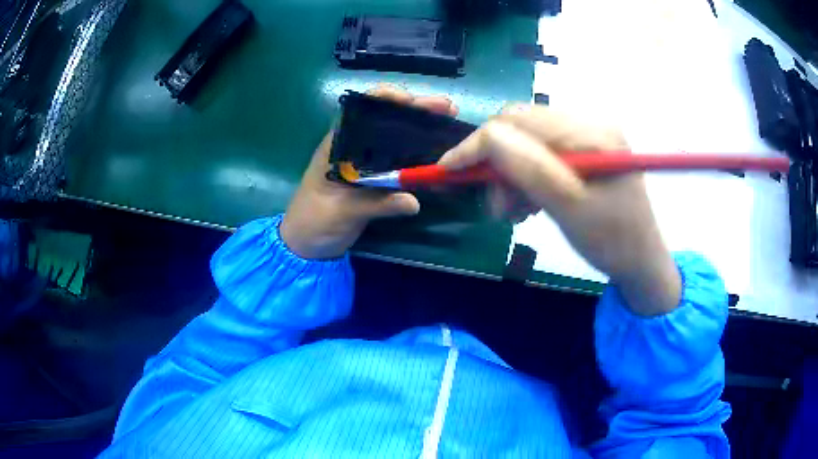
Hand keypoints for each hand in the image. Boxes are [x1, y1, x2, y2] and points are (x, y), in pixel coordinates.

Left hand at [280, 85, 457, 259]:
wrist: (307, 245)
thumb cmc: (313, 222)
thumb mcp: (342, 212)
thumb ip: (375, 205)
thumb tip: (413, 201)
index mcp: (337, 146)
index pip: (361, 111)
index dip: (385, 99)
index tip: (411, 100)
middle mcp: (353, 148)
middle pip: (385, 121)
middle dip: (415, 111)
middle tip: (446, 108)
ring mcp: (365, 164)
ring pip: (395, 139)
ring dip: (421, 130)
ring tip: (449, 124)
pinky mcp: (374, 180)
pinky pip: (399, 163)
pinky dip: (418, 157)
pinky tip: (438, 155)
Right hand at [439, 105, 680, 315]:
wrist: (641, 262)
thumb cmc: (612, 242)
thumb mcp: (570, 208)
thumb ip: (529, 168)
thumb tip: (485, 139)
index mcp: (591, 133)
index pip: (520, 122)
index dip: (480, 144)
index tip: (449, 170)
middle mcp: (589, 124)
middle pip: (522, 129)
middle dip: (498, 165)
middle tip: (496, 207)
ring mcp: (588, 136)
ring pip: (528, 143)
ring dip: (511, 176)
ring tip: (513, 212)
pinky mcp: (585, 151)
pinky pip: (542, 155)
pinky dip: (526, 179)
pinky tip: (529, 203)